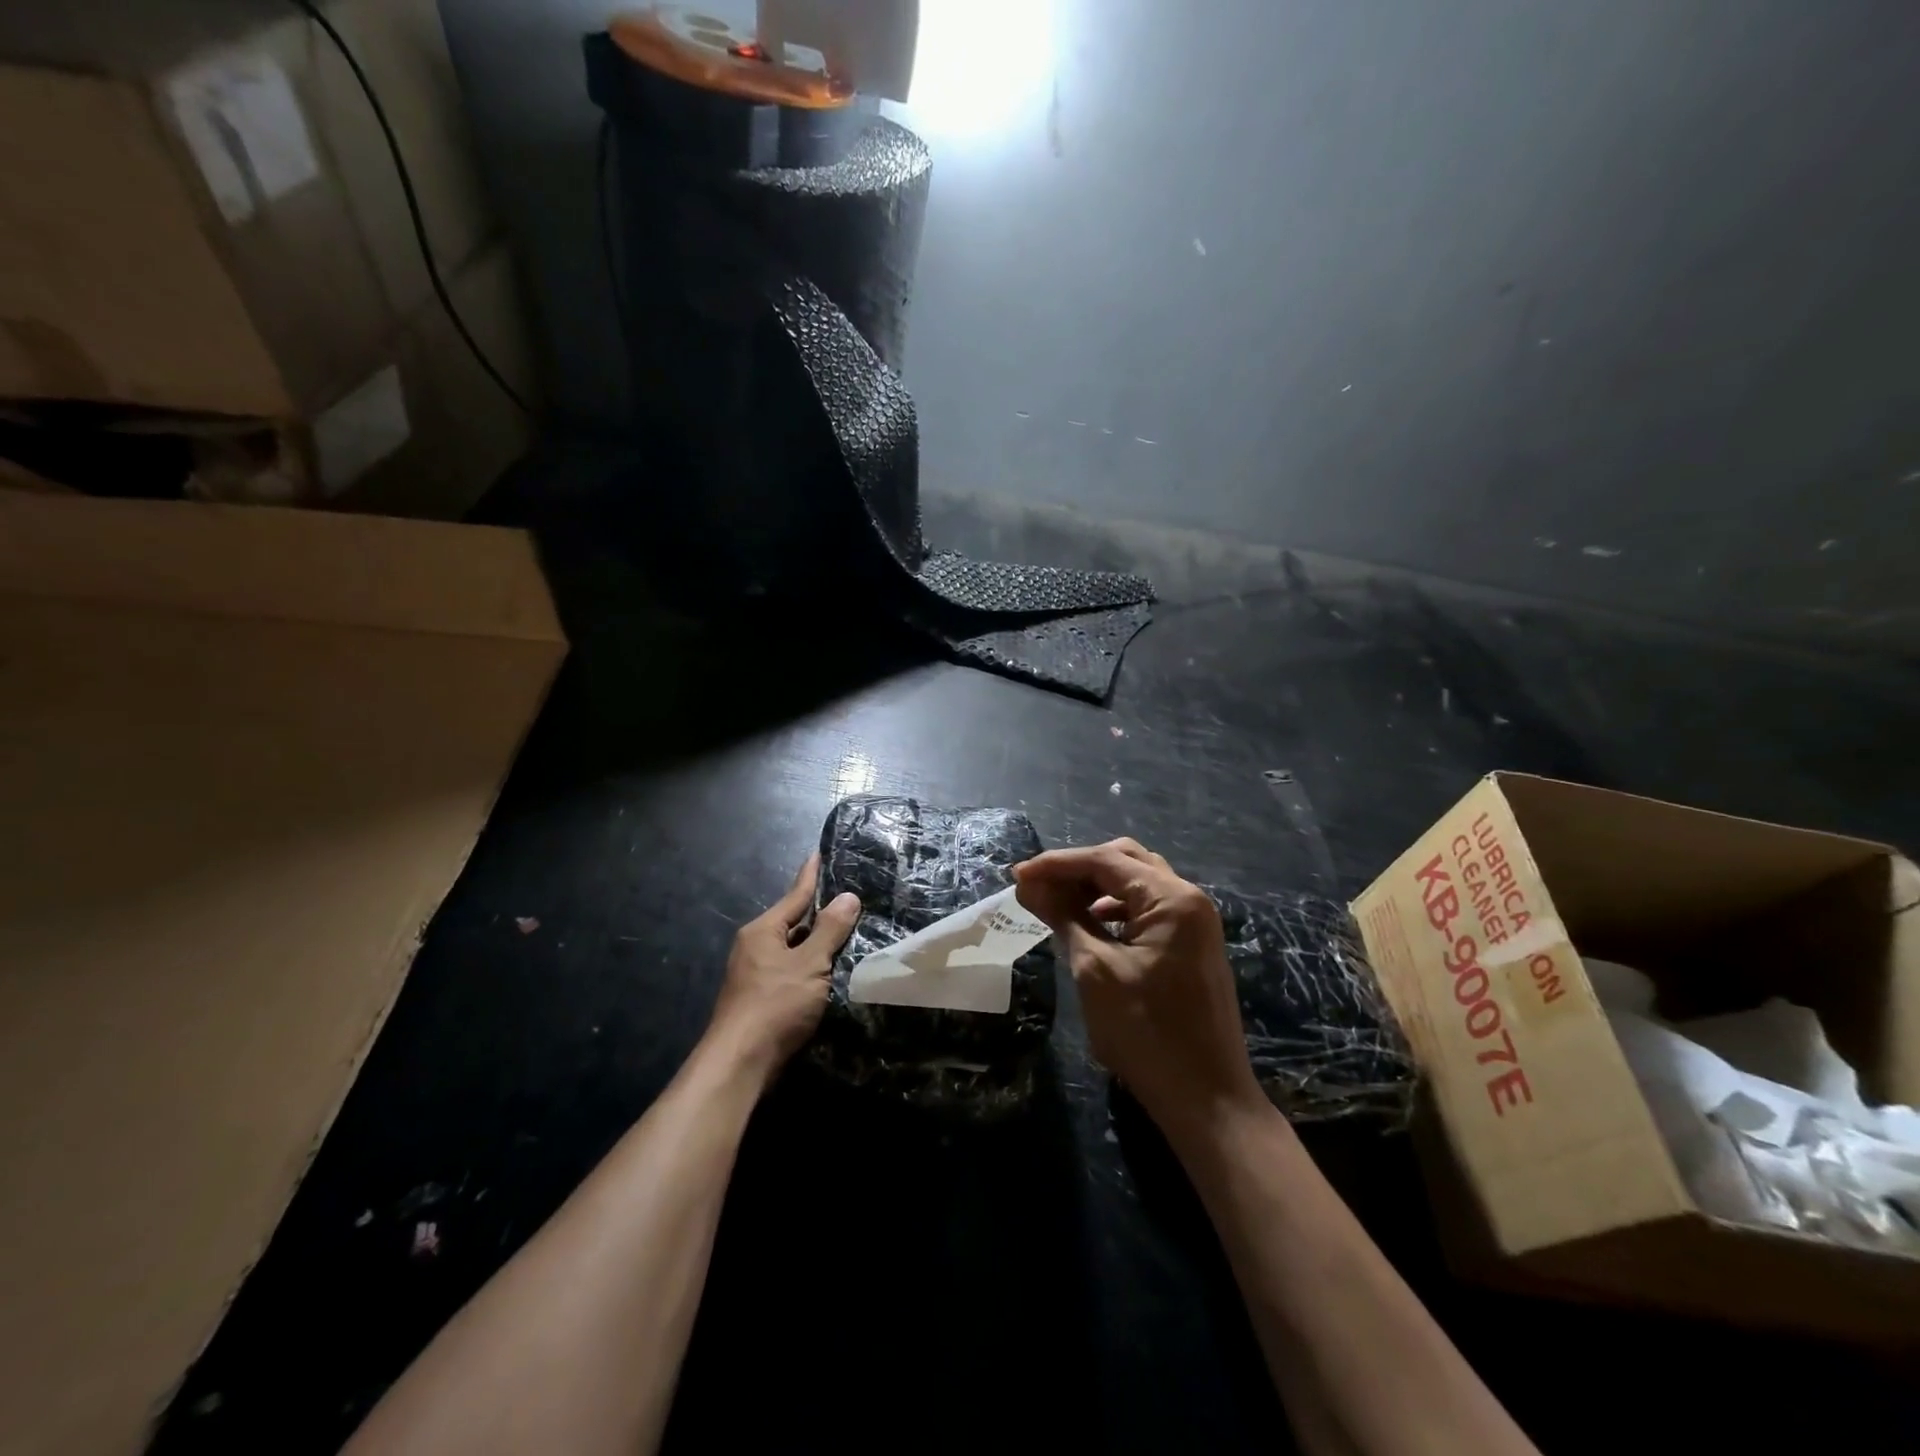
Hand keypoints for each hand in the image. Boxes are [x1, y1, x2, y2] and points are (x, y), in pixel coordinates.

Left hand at [708, 853, 860, 1083]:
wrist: (740, 1064)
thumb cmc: (775, 1005)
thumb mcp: (809, 964)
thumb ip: (829, 930)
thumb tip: (848, 897)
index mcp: (763, 931)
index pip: (795, 895)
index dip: (810, 875)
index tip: (819, 853)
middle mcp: (755, 947)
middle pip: (793, 922)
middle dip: (819, 912)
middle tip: (848, 897)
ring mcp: (755, 974)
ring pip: (793, 949)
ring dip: (817, 943)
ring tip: (847, 930)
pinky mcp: (762, 999)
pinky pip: (792, 971)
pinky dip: (811, 966)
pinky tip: (830, 971)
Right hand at [1014, 839, 1263, 1141]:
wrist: (1207, 1100)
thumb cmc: (1146, 1033)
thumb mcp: (1095, 969)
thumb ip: (1063, 916)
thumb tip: (1028, 884)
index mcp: (1171, 898)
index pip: (1105, 860)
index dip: (1057, 864)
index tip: (1017, 876)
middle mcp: (1189, 898)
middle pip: (1125, 860)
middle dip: (1078, 869)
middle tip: (1038, 887)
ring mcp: (1195, 922)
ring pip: (1138, 882)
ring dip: (1096, 886)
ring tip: (1057, 904)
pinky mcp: (1192, 945)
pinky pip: (1149, 908)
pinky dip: (1116, 908)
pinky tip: (1090, 925)